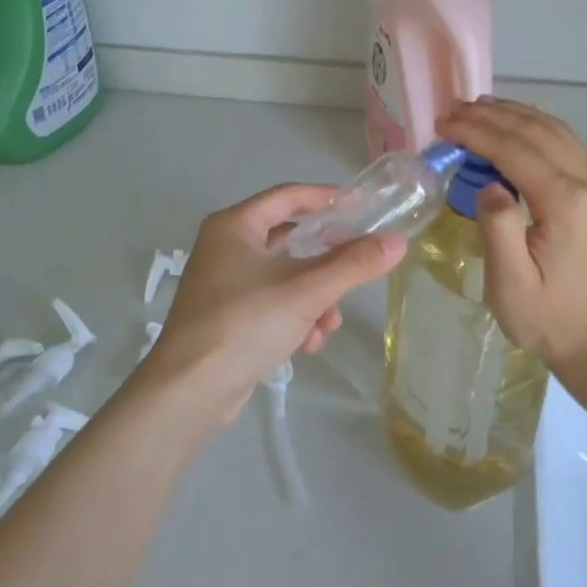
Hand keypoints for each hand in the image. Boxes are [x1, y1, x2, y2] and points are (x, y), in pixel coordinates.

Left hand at [143, 184, 406, 421]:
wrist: (189, 390)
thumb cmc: (244, 324)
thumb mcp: (306, 291)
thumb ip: (353, 265)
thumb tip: (397, 242)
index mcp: (235, 226)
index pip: (289, 196)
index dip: (327, 197)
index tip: (363, 207)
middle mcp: (226, 247)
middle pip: (291, 240)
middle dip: (326, 264)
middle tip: (355, 270)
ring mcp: (224, 283)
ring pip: (286, 277)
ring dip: (315, 299)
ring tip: (327, 325)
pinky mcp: (228, 316)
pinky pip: (273, 303)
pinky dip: (295, 318)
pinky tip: (307, 345)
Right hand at [436, 99, 586, 377]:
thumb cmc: (547, 319)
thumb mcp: (510, 284)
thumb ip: (498, 227)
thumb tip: (489, 183)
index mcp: (568, 205)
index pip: (516, 151)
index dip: (477, 132)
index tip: (444, 123)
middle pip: (538, 132)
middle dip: (493, 116)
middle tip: (453, 110)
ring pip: (557, 132)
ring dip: (516, 115)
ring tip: (477, 108)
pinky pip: (568, 146)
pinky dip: (537, 128)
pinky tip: (515, 124)